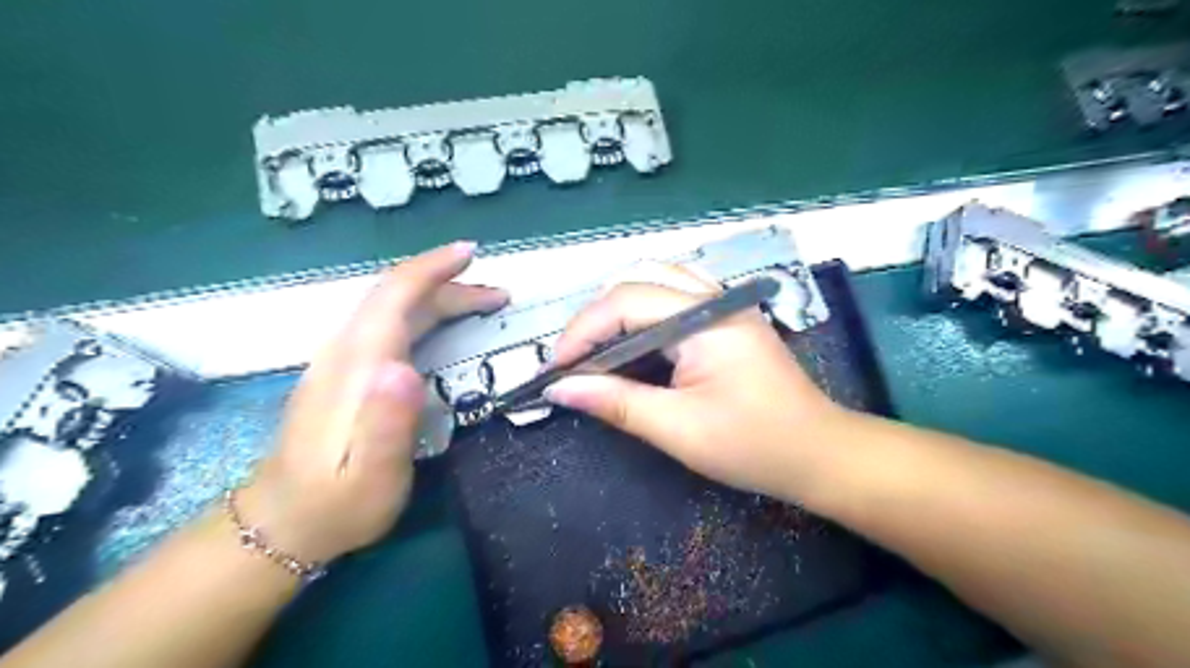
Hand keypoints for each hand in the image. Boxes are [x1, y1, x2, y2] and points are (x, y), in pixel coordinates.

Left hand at [238, 243, 505, 561]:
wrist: (282, 523)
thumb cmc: (338, 503)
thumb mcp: (372, 476)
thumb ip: (388, 422)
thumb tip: (405, 367)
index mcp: (357, 367)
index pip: (394, 297)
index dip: (432, 268)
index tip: (471, 252)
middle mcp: (346, 353)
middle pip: (397, 297)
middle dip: (450, 286)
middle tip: (499, 296)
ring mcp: (341, 361)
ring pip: (392, 309)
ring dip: (438, 298)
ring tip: (481, 305)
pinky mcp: (344, 373)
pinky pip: (387, 325)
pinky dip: (422, 313)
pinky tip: (440, 326)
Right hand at [548, 264, 854, 502]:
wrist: (819, 453)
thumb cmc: (754, 445)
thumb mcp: (678, 429)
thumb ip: (617, 402)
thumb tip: (559, 388)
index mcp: (706, 319)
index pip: (625, 302)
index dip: (582, 331)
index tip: (556, 369)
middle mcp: (715, 298)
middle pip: (637, 281)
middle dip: (596, 317)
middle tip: (575, 361)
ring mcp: (724, 304)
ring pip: (655, 281)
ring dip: (618, 310)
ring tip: (597, 351)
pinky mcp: (727, 317)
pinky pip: (674, 296)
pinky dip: (643, 313)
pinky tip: (633, 343)